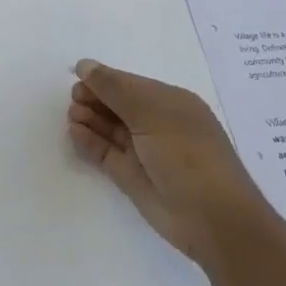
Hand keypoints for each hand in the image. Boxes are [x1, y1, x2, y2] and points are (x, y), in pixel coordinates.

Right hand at [66, 58, 272, 264]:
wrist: (212, 220)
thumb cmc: (187, 155)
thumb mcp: (152, 113)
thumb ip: (115, 88)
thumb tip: (85, 65)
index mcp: (170, 103)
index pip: (129, 83)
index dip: (103, 79)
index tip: (77, 77)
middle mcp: (156, 124)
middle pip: (116, 104)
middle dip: (93, 98)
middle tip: (75, 99)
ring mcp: (142, 150)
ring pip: (108, 127)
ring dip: (88, 118)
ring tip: (73, 116)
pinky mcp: (129, 175)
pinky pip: (104, 151)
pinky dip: (88, 141)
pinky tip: (74, 132)